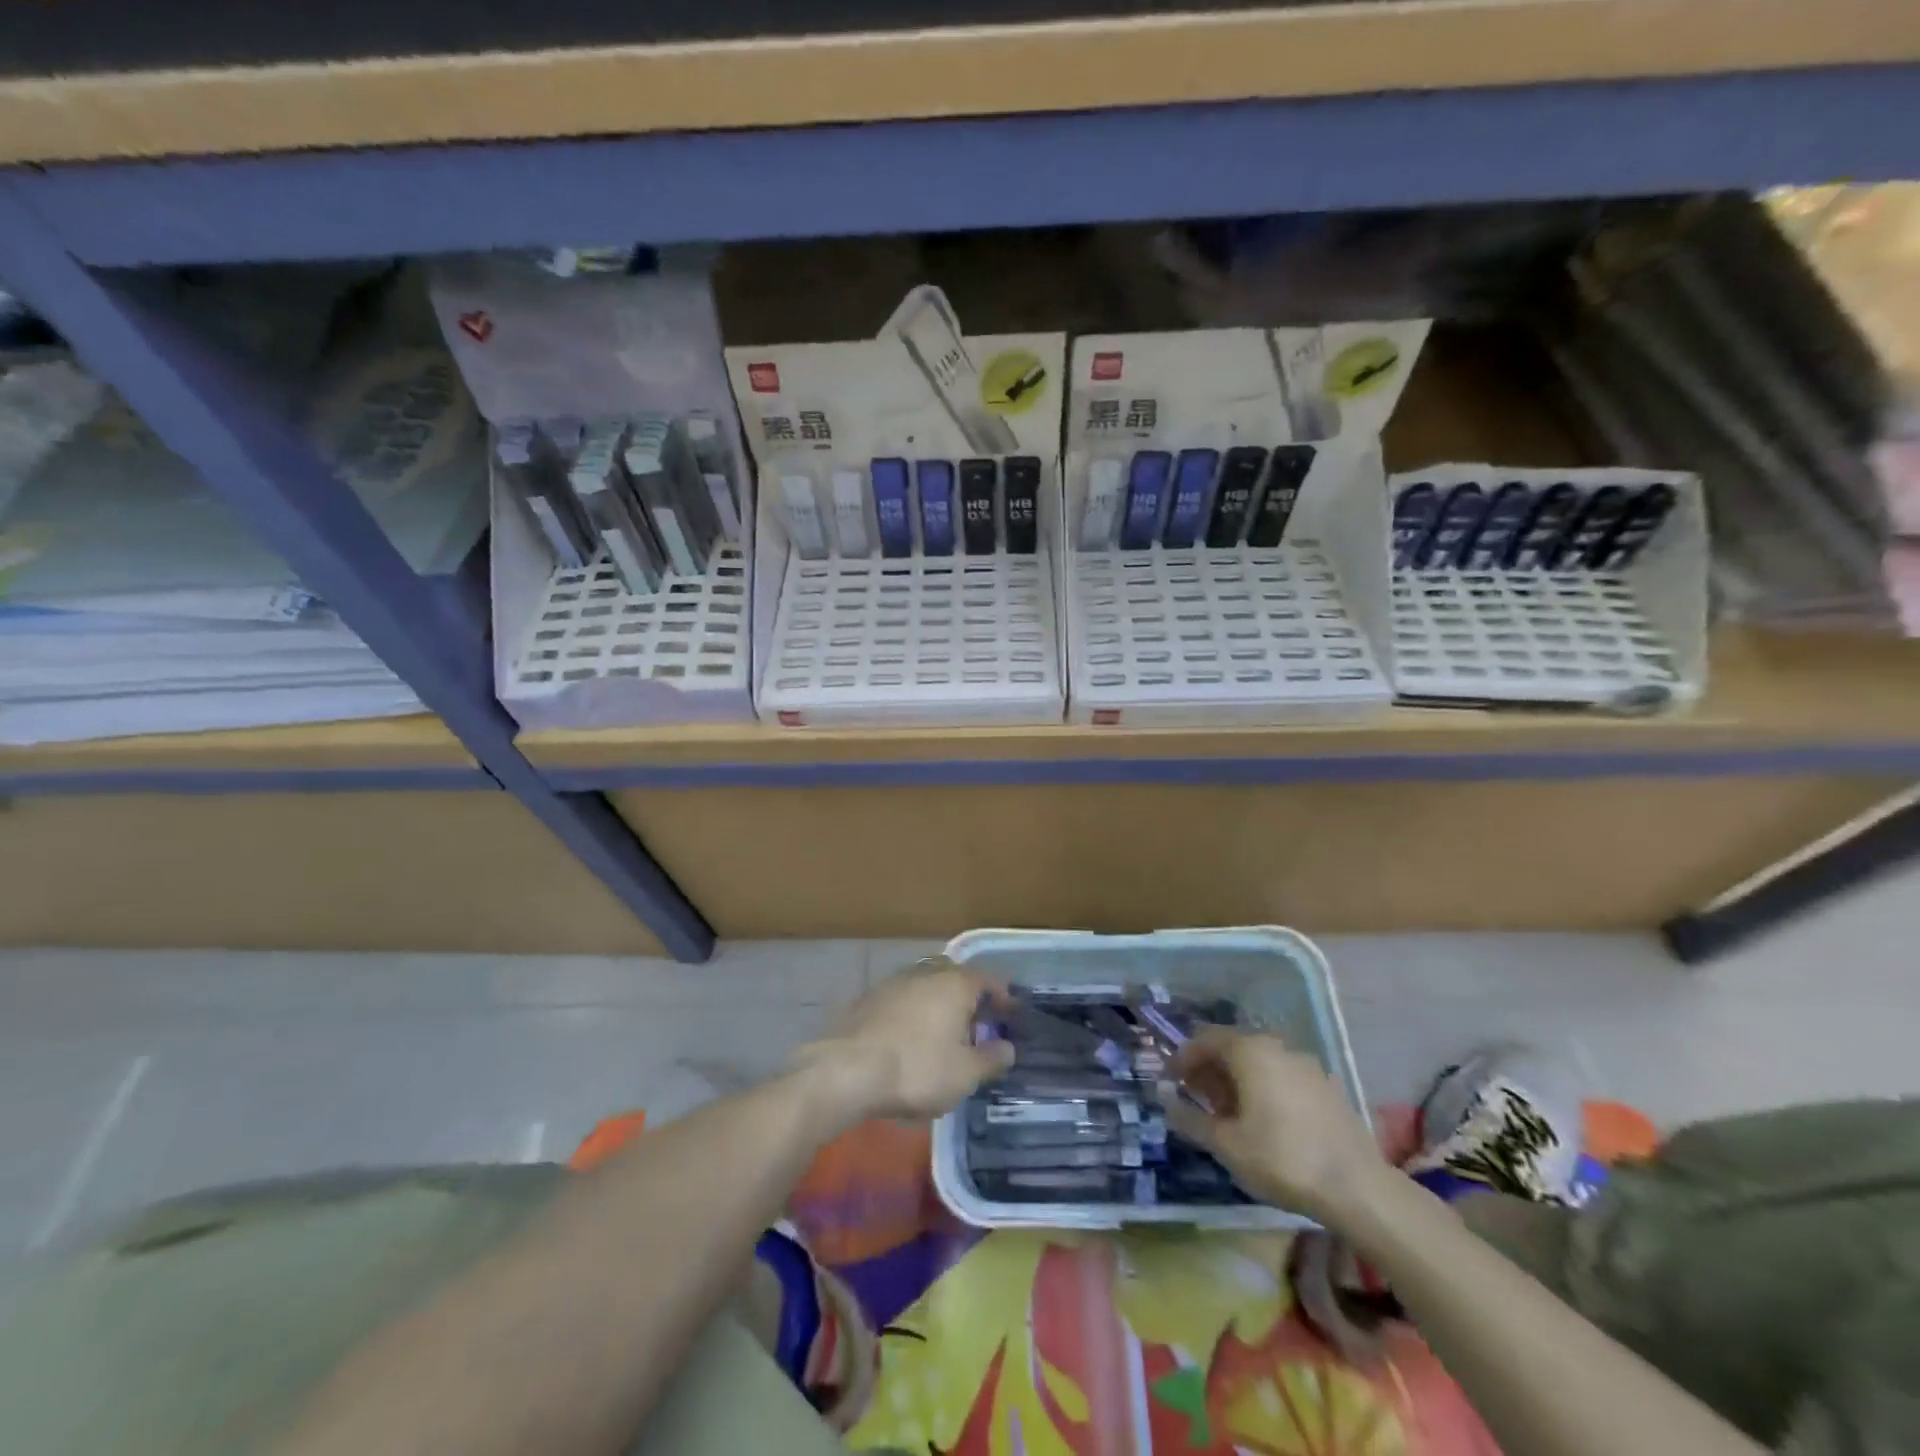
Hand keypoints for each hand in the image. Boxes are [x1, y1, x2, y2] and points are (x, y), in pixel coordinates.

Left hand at [793, 956, 1015, 1121]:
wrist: (847, 1070)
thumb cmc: (916, 1069)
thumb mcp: (964, 1074)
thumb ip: (991, 1058)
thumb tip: (1007, 1048)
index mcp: (955, 984)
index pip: (988, 979)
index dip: (1003, 996)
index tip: (1010, 1014)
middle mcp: (926, 973)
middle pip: (956, 977)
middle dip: (969, 996)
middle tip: (978, 1022)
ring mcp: (893, 982)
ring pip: (926, 986)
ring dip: (939, 1003)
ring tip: (945, 1032)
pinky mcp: (868, 998)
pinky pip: (902, 999)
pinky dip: (914, 1012)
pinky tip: (911, 1037)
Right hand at [1166, 1027, 1384, 1225]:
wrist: (1358, 1189)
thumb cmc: (1281, 1159)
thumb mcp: (1226, 1144)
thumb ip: (1191, 1120)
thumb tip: (1166, 1103)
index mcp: (1249, 1051)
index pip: (1204, 1039)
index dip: (1183, 1058)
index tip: (1171, 1082)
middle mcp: (1277, 1046)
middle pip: (1232, 1047)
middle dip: (1210, 1069)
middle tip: (1196, 1098)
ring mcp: (1306, 1065)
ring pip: (1259, 1062)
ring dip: (1236, 1080)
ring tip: (1227, 1113)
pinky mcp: (1327, 1087)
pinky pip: (1282, 1076)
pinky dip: (1263, 1088)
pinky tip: (1263, 1121)